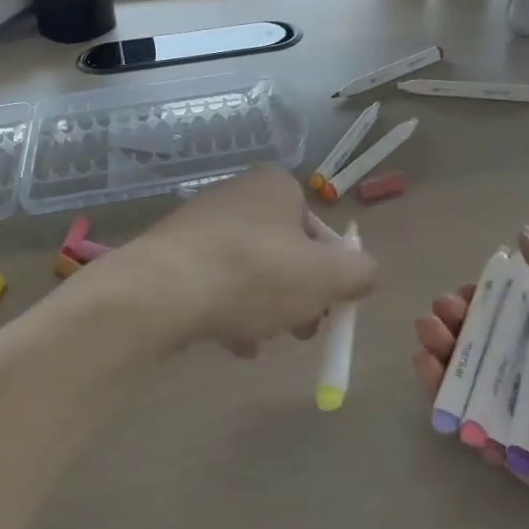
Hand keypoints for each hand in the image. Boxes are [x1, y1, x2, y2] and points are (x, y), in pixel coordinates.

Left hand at [119, 165, 377, 354]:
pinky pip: (215, 282)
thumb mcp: (326, 277)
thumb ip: (360, 273)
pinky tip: (232, 343)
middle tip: (301, 331)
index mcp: (275, 186)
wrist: (162, 291)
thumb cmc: (255, 274)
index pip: (318, 228)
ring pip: (249, 272)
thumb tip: (366, 273)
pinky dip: (229, 310)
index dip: (330, 271)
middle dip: (297, 295)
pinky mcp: (172, 254)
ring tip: (261, 342)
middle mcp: (237, 194)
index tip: (328, 307)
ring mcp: (200, 223)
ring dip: (264, 309)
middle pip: (284, 252)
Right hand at [412, 229, 528, 528]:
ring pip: (469, 383)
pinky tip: (440, 391)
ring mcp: (525, 412)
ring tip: (426, 352)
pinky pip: (475, 429)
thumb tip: (524, 233)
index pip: (502, 311)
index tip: (459, 298)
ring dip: (440, 364)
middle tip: (437, 324)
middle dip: (448, 328)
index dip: (473, 301)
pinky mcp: (517, 453)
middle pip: (478, 344)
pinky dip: (453, 411)